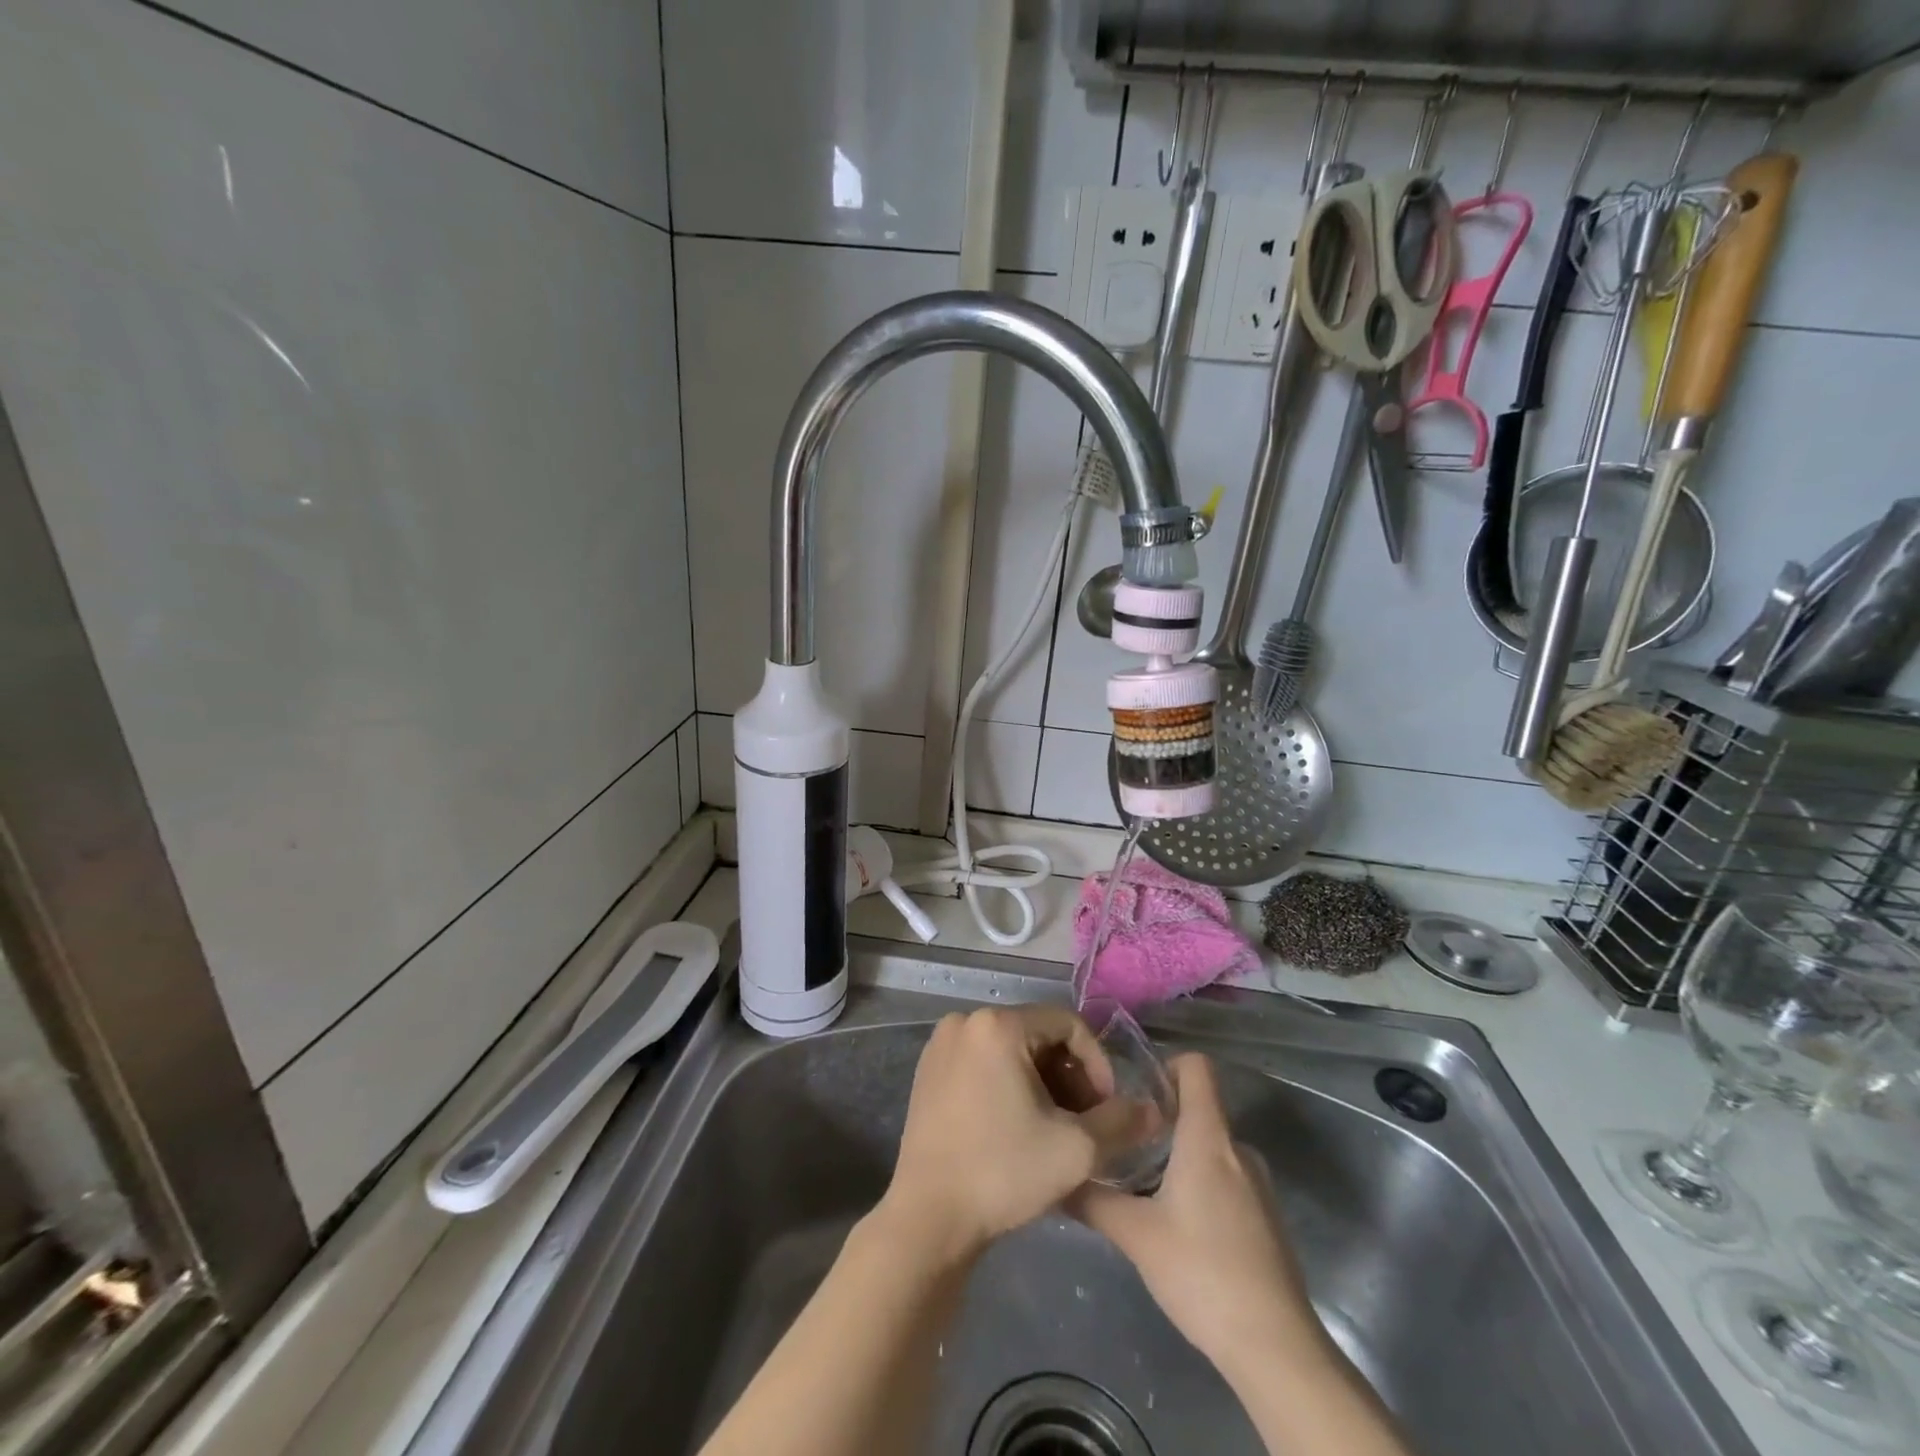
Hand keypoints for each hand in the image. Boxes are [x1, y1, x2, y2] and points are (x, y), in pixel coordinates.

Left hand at [881, 1006, 1117, 1259]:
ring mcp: (942, 1044)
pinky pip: (983, 1061)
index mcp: (998, 1025)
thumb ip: (1122, 1122)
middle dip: (1069, 1075)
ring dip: (1042, 1082)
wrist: (928, 1218)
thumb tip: (1153, 1110)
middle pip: (1038, 1035)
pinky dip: (1009, 1084)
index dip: (1097, 1063)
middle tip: (1084, 1121)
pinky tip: (1018, 1126)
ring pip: (1011, 1049)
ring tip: (1055, 1127)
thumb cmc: (1003, 1173)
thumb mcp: (1076, 1149)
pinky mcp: (929, 1070)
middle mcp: (966, 1021)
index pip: (1068, 1023)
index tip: (1107, 1107)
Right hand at [1069, 1053, 1328, 1382]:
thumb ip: (1093, 1200)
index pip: (1196, 1066)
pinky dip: (1199, 1183)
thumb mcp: (1135, 1235)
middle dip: (1161, 1117)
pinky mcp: (1265, 1217)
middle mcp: (1237, 1149)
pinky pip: (1226, 1177)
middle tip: (1123, 1142)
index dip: (1165, 1065)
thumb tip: (1056, 1177)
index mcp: (1208, 1137)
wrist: (1275, 1347)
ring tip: (1142, 1184)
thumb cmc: (1202, 1272)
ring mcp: (1258, 1184)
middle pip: (1199, 1107)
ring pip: (1210, 1146)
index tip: (1134, 1091)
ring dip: (1179, 1154)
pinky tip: (1176, 1222)